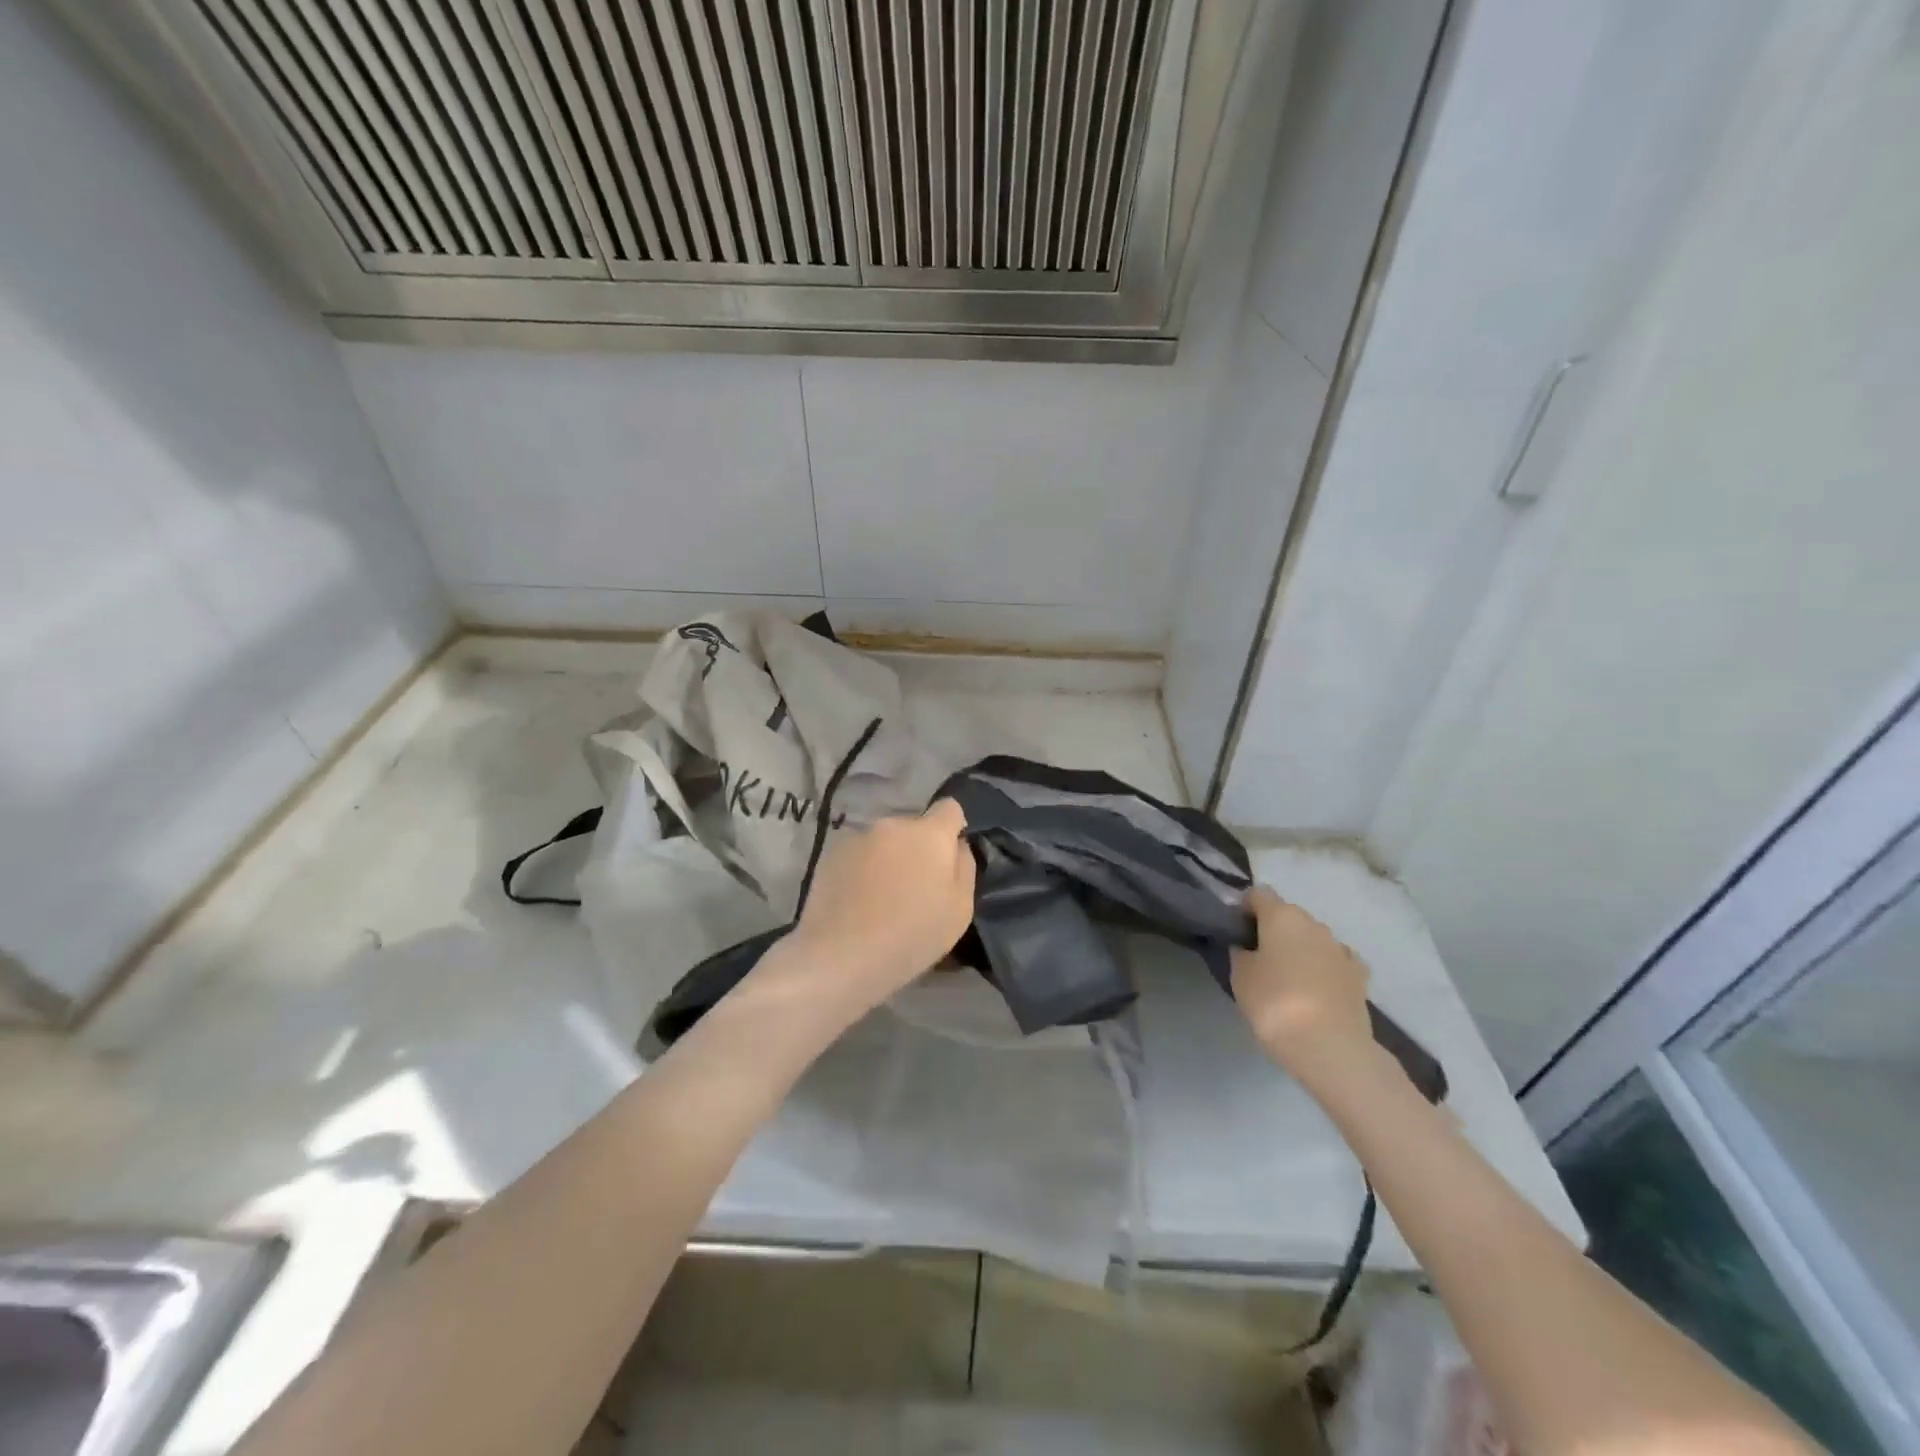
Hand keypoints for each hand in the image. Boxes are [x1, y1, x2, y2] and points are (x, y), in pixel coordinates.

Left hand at [784, 799, 976, 1012]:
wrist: (840, 955)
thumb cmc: (911, 936)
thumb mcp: (960, 910)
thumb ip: (964, 867)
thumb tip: (957, 845)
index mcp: (930, 834)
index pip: (949, 808)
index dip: (952, 828)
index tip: (947, 858)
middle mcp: (893, 824)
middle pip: (914, 827)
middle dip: (918, 848)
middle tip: (914, 887)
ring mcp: (858, 836)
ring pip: (885, 841)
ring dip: (889, 858)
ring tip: (881, 898)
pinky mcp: (831, 853)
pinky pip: (859, 854)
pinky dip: (863, 869)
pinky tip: (857, 901)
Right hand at [1231, 886, 1373, 1081]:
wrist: (1331, 1047)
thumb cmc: (1275, 1004)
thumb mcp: (1240, 976)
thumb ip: (1240, 952)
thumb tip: (1246, 945)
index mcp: (1282, 916)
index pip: (1257, 895)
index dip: (1243, 909)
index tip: (1235, 932)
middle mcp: (1314, 923)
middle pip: (1287, 915)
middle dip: (1272, 930)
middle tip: (1257, 958)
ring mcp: (1340, 948)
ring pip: (1312, 938)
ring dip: (1299, 949)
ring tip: (1287, 979)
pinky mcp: (1360, 975)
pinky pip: (1334, 961)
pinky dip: (1324, 967)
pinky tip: (1317, 987)